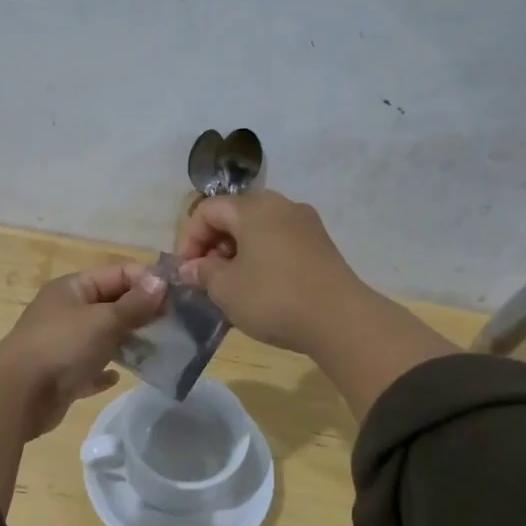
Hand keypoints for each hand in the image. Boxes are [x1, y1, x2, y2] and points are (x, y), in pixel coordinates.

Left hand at [0, 262, 168, 438]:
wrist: (17, 396)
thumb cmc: (62, 347)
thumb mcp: (104, 320)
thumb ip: (134, 303)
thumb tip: (161, 280)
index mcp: (73, 288)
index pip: (117, 273)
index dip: (147, 281)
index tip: (178, 296)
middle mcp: (66, 311)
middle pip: (111, 304)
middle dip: (141, 312)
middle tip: (175, 324)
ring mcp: (62, 343)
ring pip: (102, 336)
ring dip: (127, 341)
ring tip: (158, 349)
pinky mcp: (61, 374)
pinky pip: (89, 367)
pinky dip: (104, 370)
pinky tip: (119, 377)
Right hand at [177, 190, 457, 416]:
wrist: (340, 320)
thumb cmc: (273, 298)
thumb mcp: (226, 288)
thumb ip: (202, 272)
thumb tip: (190, 267)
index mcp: (253, 208)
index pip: (207, 210)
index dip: (188, 239)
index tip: (185, 271)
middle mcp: (281, 205)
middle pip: (234, 216)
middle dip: (213, 245)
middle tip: (206, 278)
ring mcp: (305, 224)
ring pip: (258, 229)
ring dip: (237, 253)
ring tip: (231, 286)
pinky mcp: (321, 245)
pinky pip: (280, 242)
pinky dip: (262, 257)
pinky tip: (260, 288)